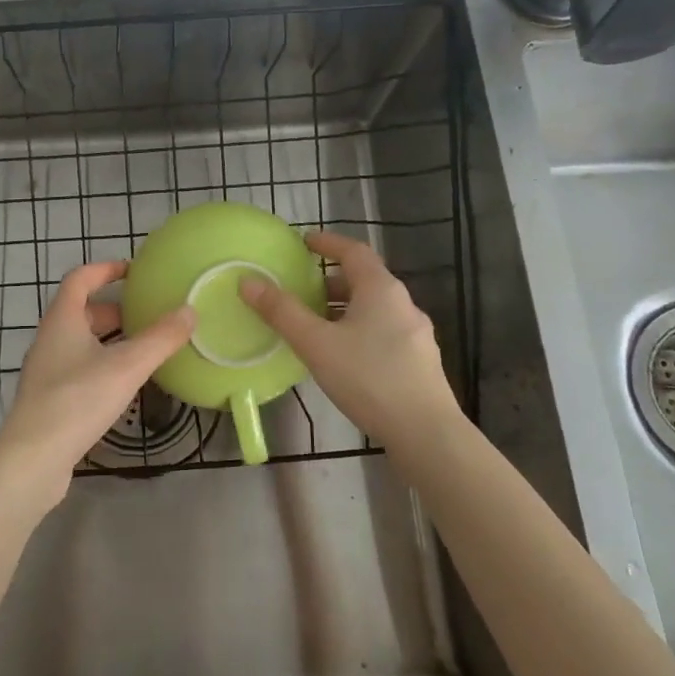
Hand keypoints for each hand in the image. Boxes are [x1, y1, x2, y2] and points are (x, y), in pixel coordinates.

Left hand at [0, 262, 194, 508]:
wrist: (33, 459)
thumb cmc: (77, 401)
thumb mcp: (127, 366)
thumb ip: (160, 338)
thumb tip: (190, 310)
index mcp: (62, 320)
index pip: (80, 278)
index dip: (106, 269)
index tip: (134, 271)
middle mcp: (49, 339)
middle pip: (80, 311)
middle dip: (113, 309)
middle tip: (146, 315)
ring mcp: (45, 370)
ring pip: (79, 342)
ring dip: (108, 339)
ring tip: (141, 348)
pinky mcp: (48, 398)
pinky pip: (77, 367)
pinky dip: (101, 364)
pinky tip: (122, 384)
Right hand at [240, 230, 466, 455]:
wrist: (426, 433)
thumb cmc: (369, 378)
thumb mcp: (316, 343)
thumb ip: (281, 312)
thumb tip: (248, 281)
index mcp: (381, 289)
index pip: (353, 251)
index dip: (328, 243)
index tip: (304, 242)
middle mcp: (403, 304)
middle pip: (364, 280)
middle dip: (330, 282)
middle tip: (301, 291)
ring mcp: (416, 335)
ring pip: (374, 309)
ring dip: (343, 310)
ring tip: (315, 326)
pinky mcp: (418, 362)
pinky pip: (382, 333)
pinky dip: (358, 331)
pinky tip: (342, 358)